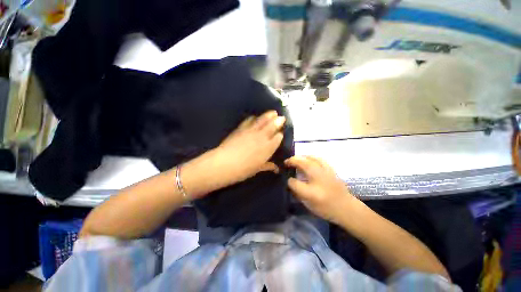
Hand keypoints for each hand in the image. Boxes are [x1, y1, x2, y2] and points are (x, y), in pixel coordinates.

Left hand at [212, 110, 284, 186]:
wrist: (225, 163)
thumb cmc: (244, 170)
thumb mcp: (258, 169)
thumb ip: (268, 166)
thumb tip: (276, 168)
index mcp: (268, 147)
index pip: (278, 138)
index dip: (280, 135)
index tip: (281, 134)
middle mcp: (262, 137)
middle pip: (272, 126)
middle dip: (278, 121)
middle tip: (281, 117)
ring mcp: (251, 131)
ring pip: (263, 120)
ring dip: (269, 115)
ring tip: (273, 112)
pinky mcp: (241, 128)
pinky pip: (249, 120)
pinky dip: (254, 118)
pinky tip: (255, 117)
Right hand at [285, 156, 358, 224]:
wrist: (347, 208)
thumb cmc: (326, 209)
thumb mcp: (308, 205)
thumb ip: (298, 192)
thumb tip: (290, 181)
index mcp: (311, 192)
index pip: (294, 182)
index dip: (289, 180)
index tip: (287, 180)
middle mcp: (318, 179)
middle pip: (302, 163)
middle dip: (292, 161)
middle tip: (286, 162)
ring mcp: (326, 172)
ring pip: (310, 158)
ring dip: (300, 157)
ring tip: (295, 159)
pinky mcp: (331, 169)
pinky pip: (318, 158)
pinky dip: (310, 157)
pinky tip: (307, 158)